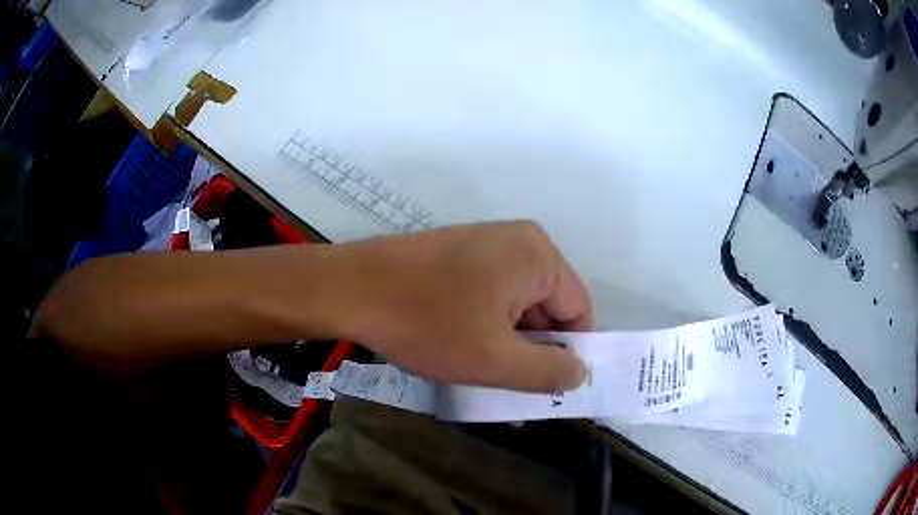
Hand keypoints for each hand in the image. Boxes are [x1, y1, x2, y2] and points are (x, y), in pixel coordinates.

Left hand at [327, 221, 590, 392]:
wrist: (350, 289)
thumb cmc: (426, 322)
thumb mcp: (495, 360)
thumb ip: (548, 372)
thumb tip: (580, 373)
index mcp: (537, 255)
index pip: (578, 312)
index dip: (568, 355)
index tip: (548, 391)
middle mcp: (518, 243)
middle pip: (547, 310)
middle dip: (534, 355)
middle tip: (517, 397)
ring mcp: (485, 247)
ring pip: (516, 309)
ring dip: (509, 349)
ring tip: (492, 388)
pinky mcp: (459, 258)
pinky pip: (490, 299)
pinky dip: (487, 332)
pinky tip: (470, 360)